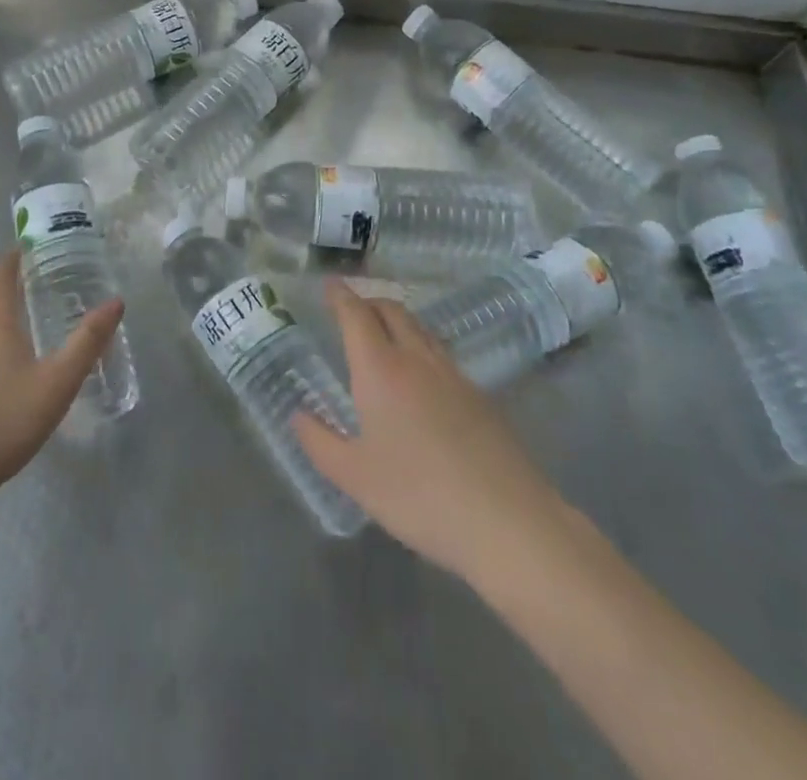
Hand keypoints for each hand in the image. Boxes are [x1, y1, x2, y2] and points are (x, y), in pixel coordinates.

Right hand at [293, 281, 568, 581]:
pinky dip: (421, 345)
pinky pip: (441, 353)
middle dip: (369, 301)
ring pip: (421, 328)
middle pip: (392, 310)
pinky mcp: (480, 395)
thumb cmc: (419, 496)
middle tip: (351, 309)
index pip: (356, 315)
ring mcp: (453, 375)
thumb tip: (298, 415)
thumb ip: (320, 442)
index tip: (328, 284)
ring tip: (383, 334)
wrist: (507, 521)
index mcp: (380, 370)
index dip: (340, 296)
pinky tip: (420, 377)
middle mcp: (417, 359)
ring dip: (397, 320)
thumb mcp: (355, 477)